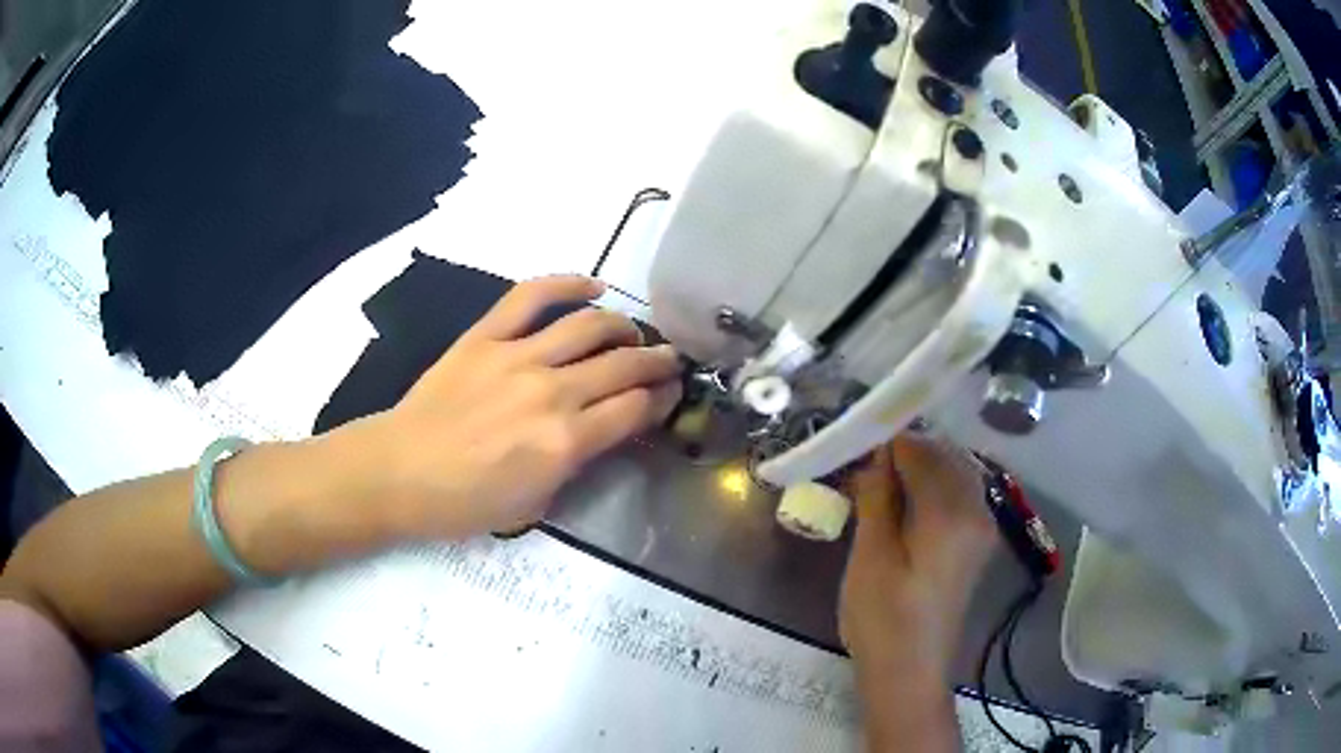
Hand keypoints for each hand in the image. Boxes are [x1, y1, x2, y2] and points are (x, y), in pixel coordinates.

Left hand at [357, 275, 681, 538]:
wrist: (400, 473)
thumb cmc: (465, 503)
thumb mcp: (535, 505)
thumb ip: (577, 465)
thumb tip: (604, 432)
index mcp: (566, 442)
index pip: (635, 409)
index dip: (662, 400)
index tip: (671, 395)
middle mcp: (552, 392)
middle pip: (624, 365)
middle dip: (657, 362)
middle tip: (669, 362)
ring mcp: (518, 356)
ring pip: (590, 326)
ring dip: (624, 326)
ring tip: (635, 332)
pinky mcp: (486, 336)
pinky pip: (531, 296)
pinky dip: (567, 283)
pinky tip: (592, 285)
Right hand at [839, 434, 998, 681]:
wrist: (910, 671)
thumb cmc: (882, 617)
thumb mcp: (869, 554)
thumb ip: (877, 496)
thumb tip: (877, 454)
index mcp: (951, 511)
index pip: (923, 451)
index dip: (889, 441)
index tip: (858, 443)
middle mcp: (977, 511)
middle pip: (945, 457)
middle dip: (908, 451)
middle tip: (866, 463)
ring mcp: (982, 529)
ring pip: (955, 475)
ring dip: (922, 469)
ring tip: (882, 482)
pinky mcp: (977, 545)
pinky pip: (960, 497)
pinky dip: (934, 489)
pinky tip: (907, 504)